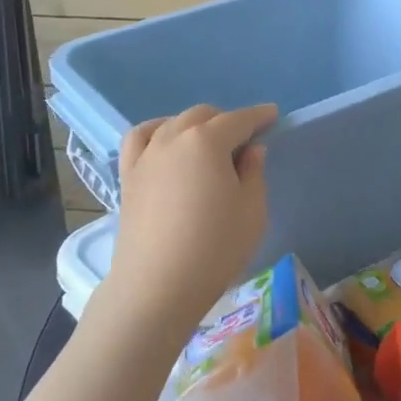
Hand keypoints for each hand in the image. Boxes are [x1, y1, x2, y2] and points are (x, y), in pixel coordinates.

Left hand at [101, 104, 276, 332]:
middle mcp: (173, 138)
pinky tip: (164, 143)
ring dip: (194, 126)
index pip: (238, 120)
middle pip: (203, 116)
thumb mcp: (252, 211)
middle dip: (226, 121)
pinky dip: (156, 132)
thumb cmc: (215, 248)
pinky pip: (140, 139)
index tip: (272, 115)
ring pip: (172, 124)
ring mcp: (146, 155)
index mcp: (207, 142)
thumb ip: (254, 173)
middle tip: (244, 142)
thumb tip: (251, 150)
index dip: (259, 116)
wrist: (158, 285)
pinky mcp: (128, 176)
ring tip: (206, 143)